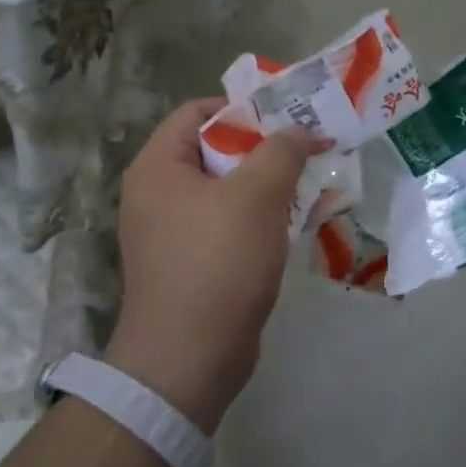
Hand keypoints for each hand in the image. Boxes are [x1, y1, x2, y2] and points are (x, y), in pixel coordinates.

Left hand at [105, 99, 312, 432]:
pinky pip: (227, 226)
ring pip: (225, 192)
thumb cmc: (217, 264)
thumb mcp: (256, 196)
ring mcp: (171, 233)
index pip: (196, 112)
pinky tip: (292, 225)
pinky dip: (258, 219)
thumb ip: (281, 151)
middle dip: (263, 149)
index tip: (288, 116)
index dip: (243, 107)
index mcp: (157, 167)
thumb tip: (301, 131)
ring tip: (309, 185)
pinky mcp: (190, 264)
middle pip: (214, 151)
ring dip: (266, 186)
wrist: (189, 359)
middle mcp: (157, 194)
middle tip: (307, 149)